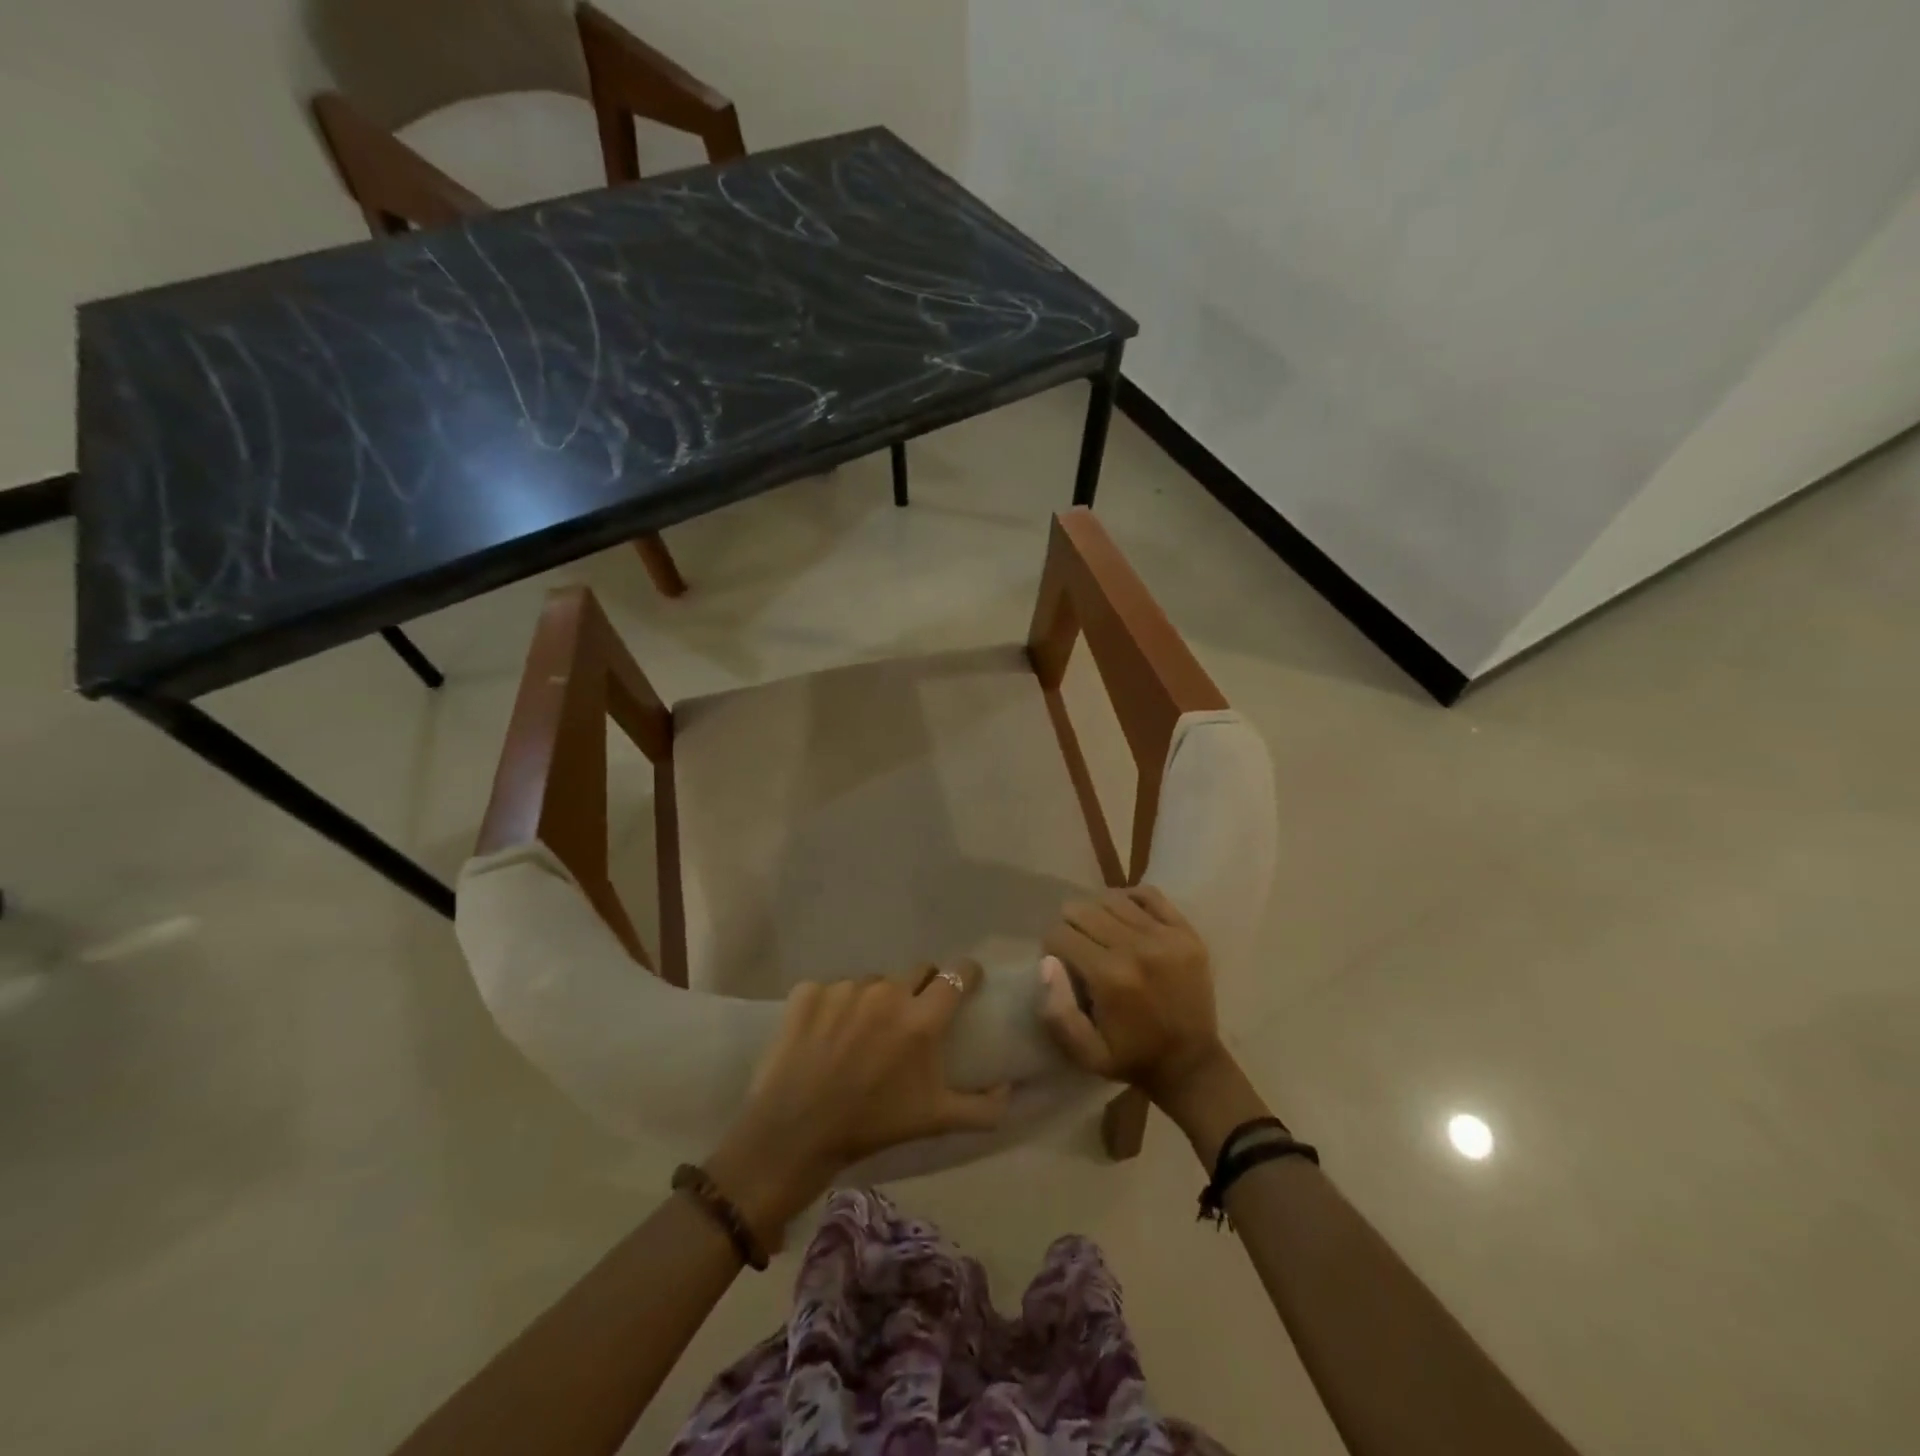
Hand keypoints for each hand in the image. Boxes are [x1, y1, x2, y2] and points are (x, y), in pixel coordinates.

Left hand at [707, 963, 1010, 1245]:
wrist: (794, 1133)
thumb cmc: (872, 1126)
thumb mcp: (935, 1121)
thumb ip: (983, 1108)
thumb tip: (1010, 1091)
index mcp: (922, 1018)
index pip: (958, 974)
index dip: (967, 974)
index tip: (968, 982)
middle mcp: (886, 992)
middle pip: (918, 971)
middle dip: (922, 986)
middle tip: (913, 1016)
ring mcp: (845, 988)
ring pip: (874, 981)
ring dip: (877, 999)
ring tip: (863, 1032)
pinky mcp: (809, 991)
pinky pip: (833, 989)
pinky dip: (834, 1006)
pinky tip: (825, 1035)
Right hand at [1038, 886, 1224, 1104]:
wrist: (1192, 1064)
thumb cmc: (1132, 1058)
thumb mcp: (1084, 1052)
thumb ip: (1057, 1011)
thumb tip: (1047, 962)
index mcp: (1110, 977)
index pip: (1060, 934)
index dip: (1051, 947)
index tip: (1061, 963)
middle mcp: (1136, 948)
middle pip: (1082, 909)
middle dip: (1070, 926)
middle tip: (1078, 947)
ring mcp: (1165, 936)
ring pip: (1111, 898)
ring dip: (1097, 911)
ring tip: (1100, 932)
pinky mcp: (1186, 932)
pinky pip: (1149, 894)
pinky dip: (1130, 899)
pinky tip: (1125, 916)